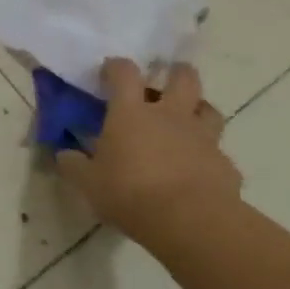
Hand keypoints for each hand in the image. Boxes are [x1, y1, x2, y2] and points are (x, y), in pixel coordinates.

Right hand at [58, 59, 242, 244]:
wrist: (190, 221)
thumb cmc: (129, 193)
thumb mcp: (88, 182)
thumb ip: (74, 164)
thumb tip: (64, 154)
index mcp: (131, 113)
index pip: (124, 73)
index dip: (116, 67)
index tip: (109, 72)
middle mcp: (170, 116)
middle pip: (183, 78)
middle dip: (175, 72)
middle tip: (165, 80)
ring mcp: (202, 137)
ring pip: (209, 109)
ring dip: (198, 109)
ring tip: (187, 121)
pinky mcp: (224, 163)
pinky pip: (217, 151)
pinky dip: (207, 155)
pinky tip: (197, 170)